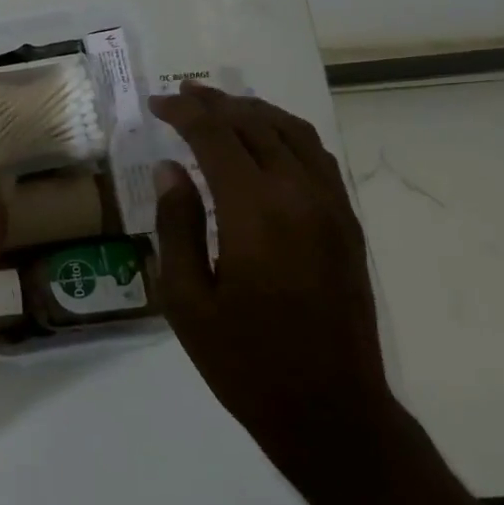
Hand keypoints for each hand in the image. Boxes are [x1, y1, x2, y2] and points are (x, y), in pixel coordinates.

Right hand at [149, 84, 393, 483]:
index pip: (216, 136)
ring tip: (220, 106)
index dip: (184, 112)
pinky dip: (286, 135)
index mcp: (255, 212)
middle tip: (181, 94)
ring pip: (294, 133)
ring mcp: (332, 208)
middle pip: (256, 125)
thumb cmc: (244, 361)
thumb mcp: (186, 298)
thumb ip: (177, 224)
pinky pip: (317, 158)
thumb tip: (171, 170)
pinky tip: (264, 142)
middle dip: (216, 103)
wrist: (330, 410)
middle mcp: (300, 196)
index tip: (156, 103)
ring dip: (254, 112)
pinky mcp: (347, 225)